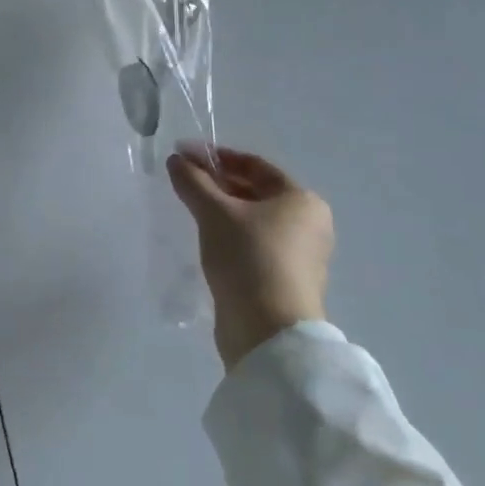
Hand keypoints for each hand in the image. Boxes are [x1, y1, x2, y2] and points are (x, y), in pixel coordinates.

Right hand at [166, 145, 333, 370]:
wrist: (268, 331)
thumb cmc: (248, 258)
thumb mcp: (214, 213)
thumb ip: (193, 182)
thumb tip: (176, 160)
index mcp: (302, 200)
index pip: (255, 165)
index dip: (216, 156)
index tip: (183, 154)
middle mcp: (308, 223)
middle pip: (256, 191)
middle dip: (218, 182)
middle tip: (182, 179)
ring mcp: (300, 255)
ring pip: (253, 219)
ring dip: (222, 209)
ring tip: (189, 207)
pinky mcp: (285, 280)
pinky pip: (254, 244)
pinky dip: (230, 234)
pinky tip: (206, 238)